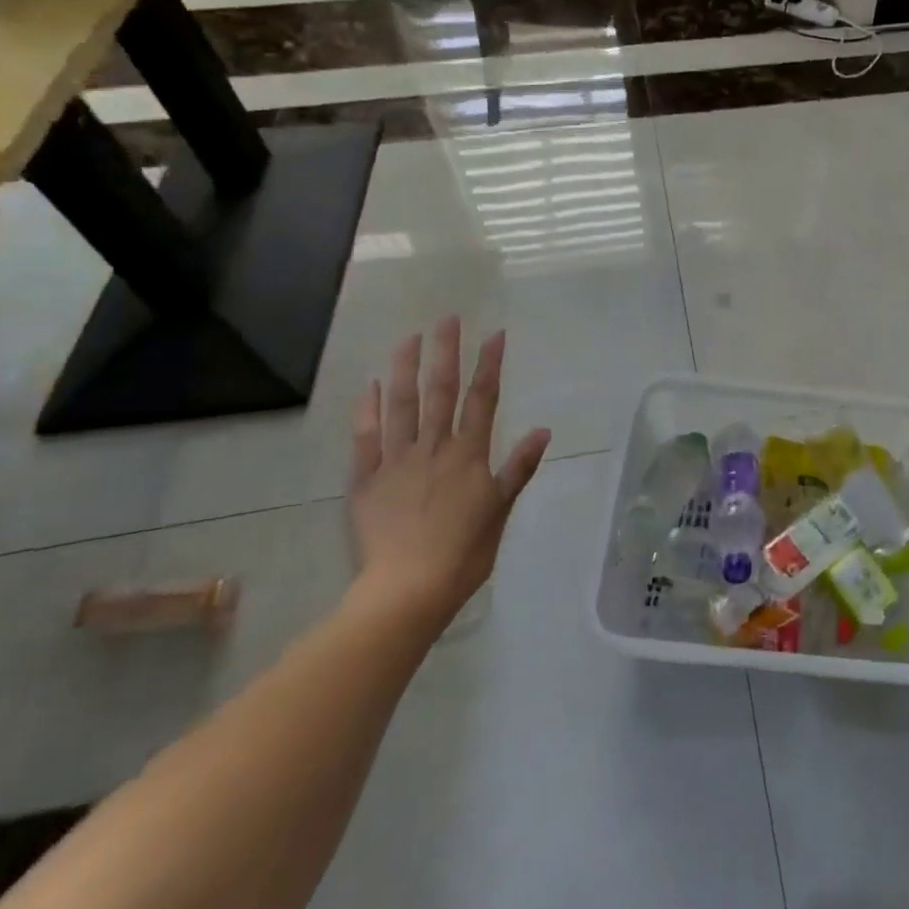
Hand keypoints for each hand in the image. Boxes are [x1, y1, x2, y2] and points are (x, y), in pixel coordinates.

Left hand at [348, 317, 551, 633]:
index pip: (482, 399)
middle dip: (446, 352)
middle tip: (447, 319)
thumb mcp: (501, 510)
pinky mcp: (366, 481)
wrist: (408, 589)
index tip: (495, 334)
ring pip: (401, 406)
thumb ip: (518, 468)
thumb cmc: (465, 552)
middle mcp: (433, 448)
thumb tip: (544, 430)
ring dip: (405, 369)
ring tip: (409, 338)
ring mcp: (396, 462)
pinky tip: (368, 386)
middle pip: (440, 392)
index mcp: (468, 455)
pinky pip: (365, 440)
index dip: (489, 365)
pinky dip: (366, 411)